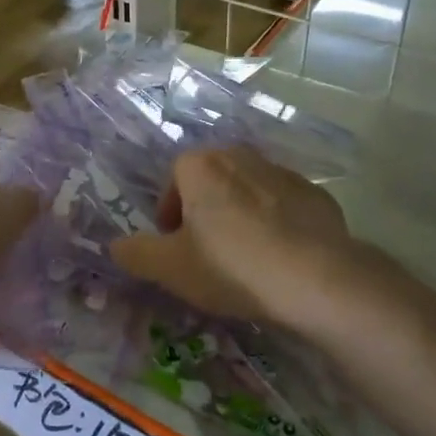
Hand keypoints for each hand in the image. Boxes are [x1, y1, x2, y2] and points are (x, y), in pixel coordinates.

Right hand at [110, 146, 350, 325]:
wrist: (318, 278)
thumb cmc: (232, 267)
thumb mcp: (170, 268)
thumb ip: (136, 254)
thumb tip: (116, 246)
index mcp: (202, 166)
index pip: (175, 176)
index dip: (170, 209)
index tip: (175, 243)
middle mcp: (241, 157)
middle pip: (212, 178)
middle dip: (204, 208)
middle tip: (205, 249)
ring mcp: (283, 173)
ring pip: (248, 189)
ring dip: (240, 213)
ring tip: (244, 256)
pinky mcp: (317, 195)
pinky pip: (284, 205)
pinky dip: (276, 223)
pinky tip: (280, 257)